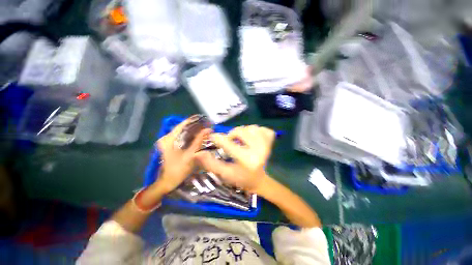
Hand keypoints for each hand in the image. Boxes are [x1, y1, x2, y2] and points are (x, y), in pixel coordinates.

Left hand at [154, 117, 211, 193]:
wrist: (168, 182)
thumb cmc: (178, 169)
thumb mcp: (190, 155)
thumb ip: (198, 141)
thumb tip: (208, 129)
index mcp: (169, 139)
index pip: (182, 124)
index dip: (194, 120)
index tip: (204, 119)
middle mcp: (167, 138)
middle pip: (183, 128)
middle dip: (195, 126)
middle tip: (207, 126)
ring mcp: (168, 142)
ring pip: (183, 133)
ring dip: (194, 131)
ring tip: (205, 130)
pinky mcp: (171, 146)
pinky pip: (182, 138)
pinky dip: (190, 137)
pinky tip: (198, 138)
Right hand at [195, 125, 274, 191]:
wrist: (260, 180)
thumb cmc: (241, 178)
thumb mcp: (225, 174)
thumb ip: (211, 164)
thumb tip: (198, 153)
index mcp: (247, 160)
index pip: (228, 144)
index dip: (218, 138)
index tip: (213, 137)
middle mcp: (259, 150)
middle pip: (241, 131)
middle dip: (232, 134)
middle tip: (229, 140)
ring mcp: (267, 144)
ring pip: (251, 127)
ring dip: (244, 132)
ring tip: (241, 140)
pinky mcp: (271, 142)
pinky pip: (263, 128)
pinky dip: (256, 130)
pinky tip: (253, 138)